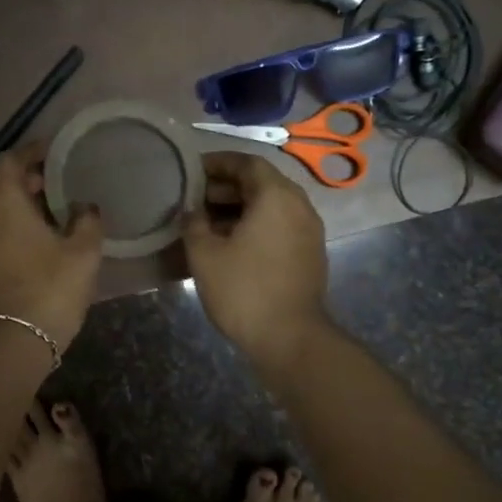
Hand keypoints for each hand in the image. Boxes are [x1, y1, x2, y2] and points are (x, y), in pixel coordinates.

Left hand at [0, 142, 104, 351]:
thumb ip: (87, 222)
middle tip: (36, 188)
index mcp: (4, 203)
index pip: (8, 161)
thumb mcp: (83, 255)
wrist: (6, 344)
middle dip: (6, 177)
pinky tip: (15, 249)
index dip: (28, 152)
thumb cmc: (48, 291)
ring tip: (29, 220)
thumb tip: (84, 205)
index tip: (47, 153)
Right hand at [181, 152, 329, 369]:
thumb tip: (191, 210)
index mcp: (276, 196)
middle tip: (193, 199)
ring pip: (270, 206)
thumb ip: (193, 223)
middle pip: (260, 183)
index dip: (217, 163)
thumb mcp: (204, 254)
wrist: (290, 338)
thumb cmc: (244, 290)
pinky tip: (229, 244)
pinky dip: (255, 225)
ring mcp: (308, 231)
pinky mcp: (309, 253)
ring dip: (239, 208)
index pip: (246, 163)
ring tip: (205, 223)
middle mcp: (299, 205)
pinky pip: (279, 226)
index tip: (191, 171)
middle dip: (225, 187)